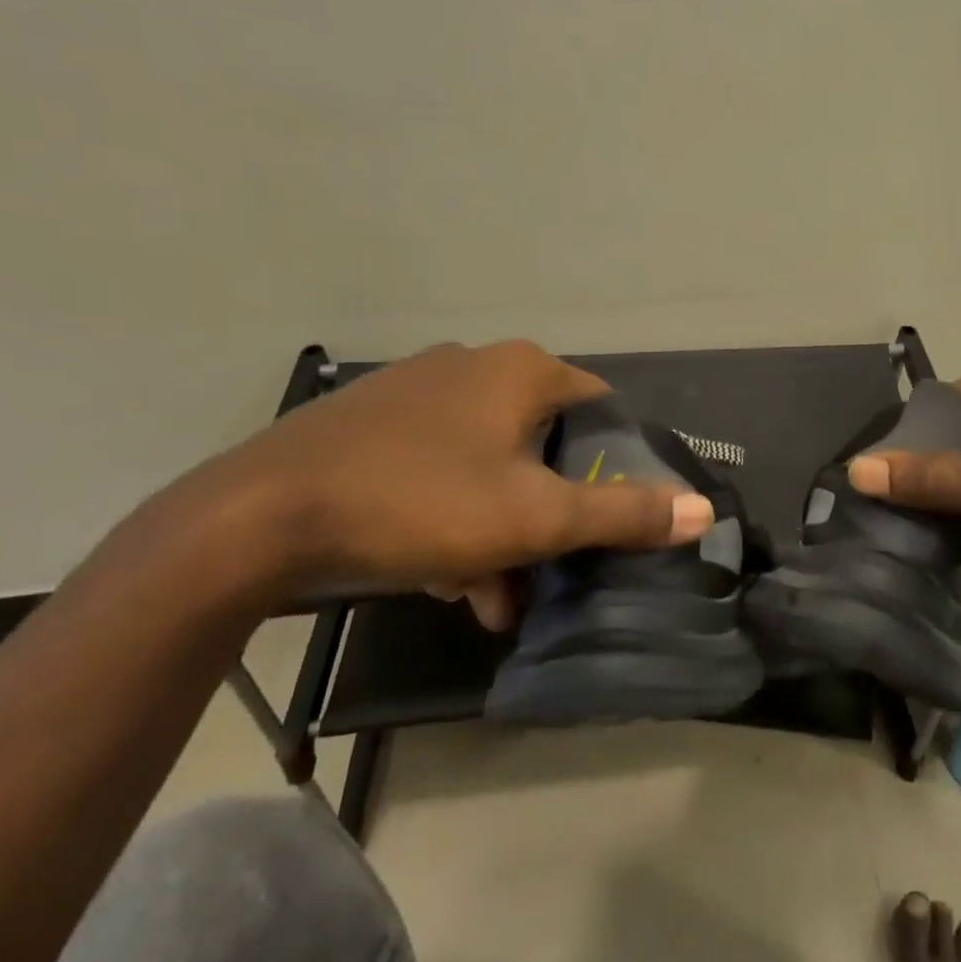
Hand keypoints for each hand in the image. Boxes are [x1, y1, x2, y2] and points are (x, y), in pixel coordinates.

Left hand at [213, 341, 713, 626]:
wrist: (256, 518)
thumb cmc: (417, 503)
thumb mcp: (532, 519)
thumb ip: (622, 513)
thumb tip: (704, 512)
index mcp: (520, 371)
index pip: (600, 405)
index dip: (616, 460)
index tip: (613, 516)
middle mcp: (473, 366)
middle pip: (542, 442)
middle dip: (550, 511)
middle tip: (548, 569)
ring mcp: (417, 391)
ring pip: (489, 462)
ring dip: (501, 527)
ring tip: (491, 595)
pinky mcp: (373, 423)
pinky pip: (439, 466)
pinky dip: (454, 515)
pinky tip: (442, 576)